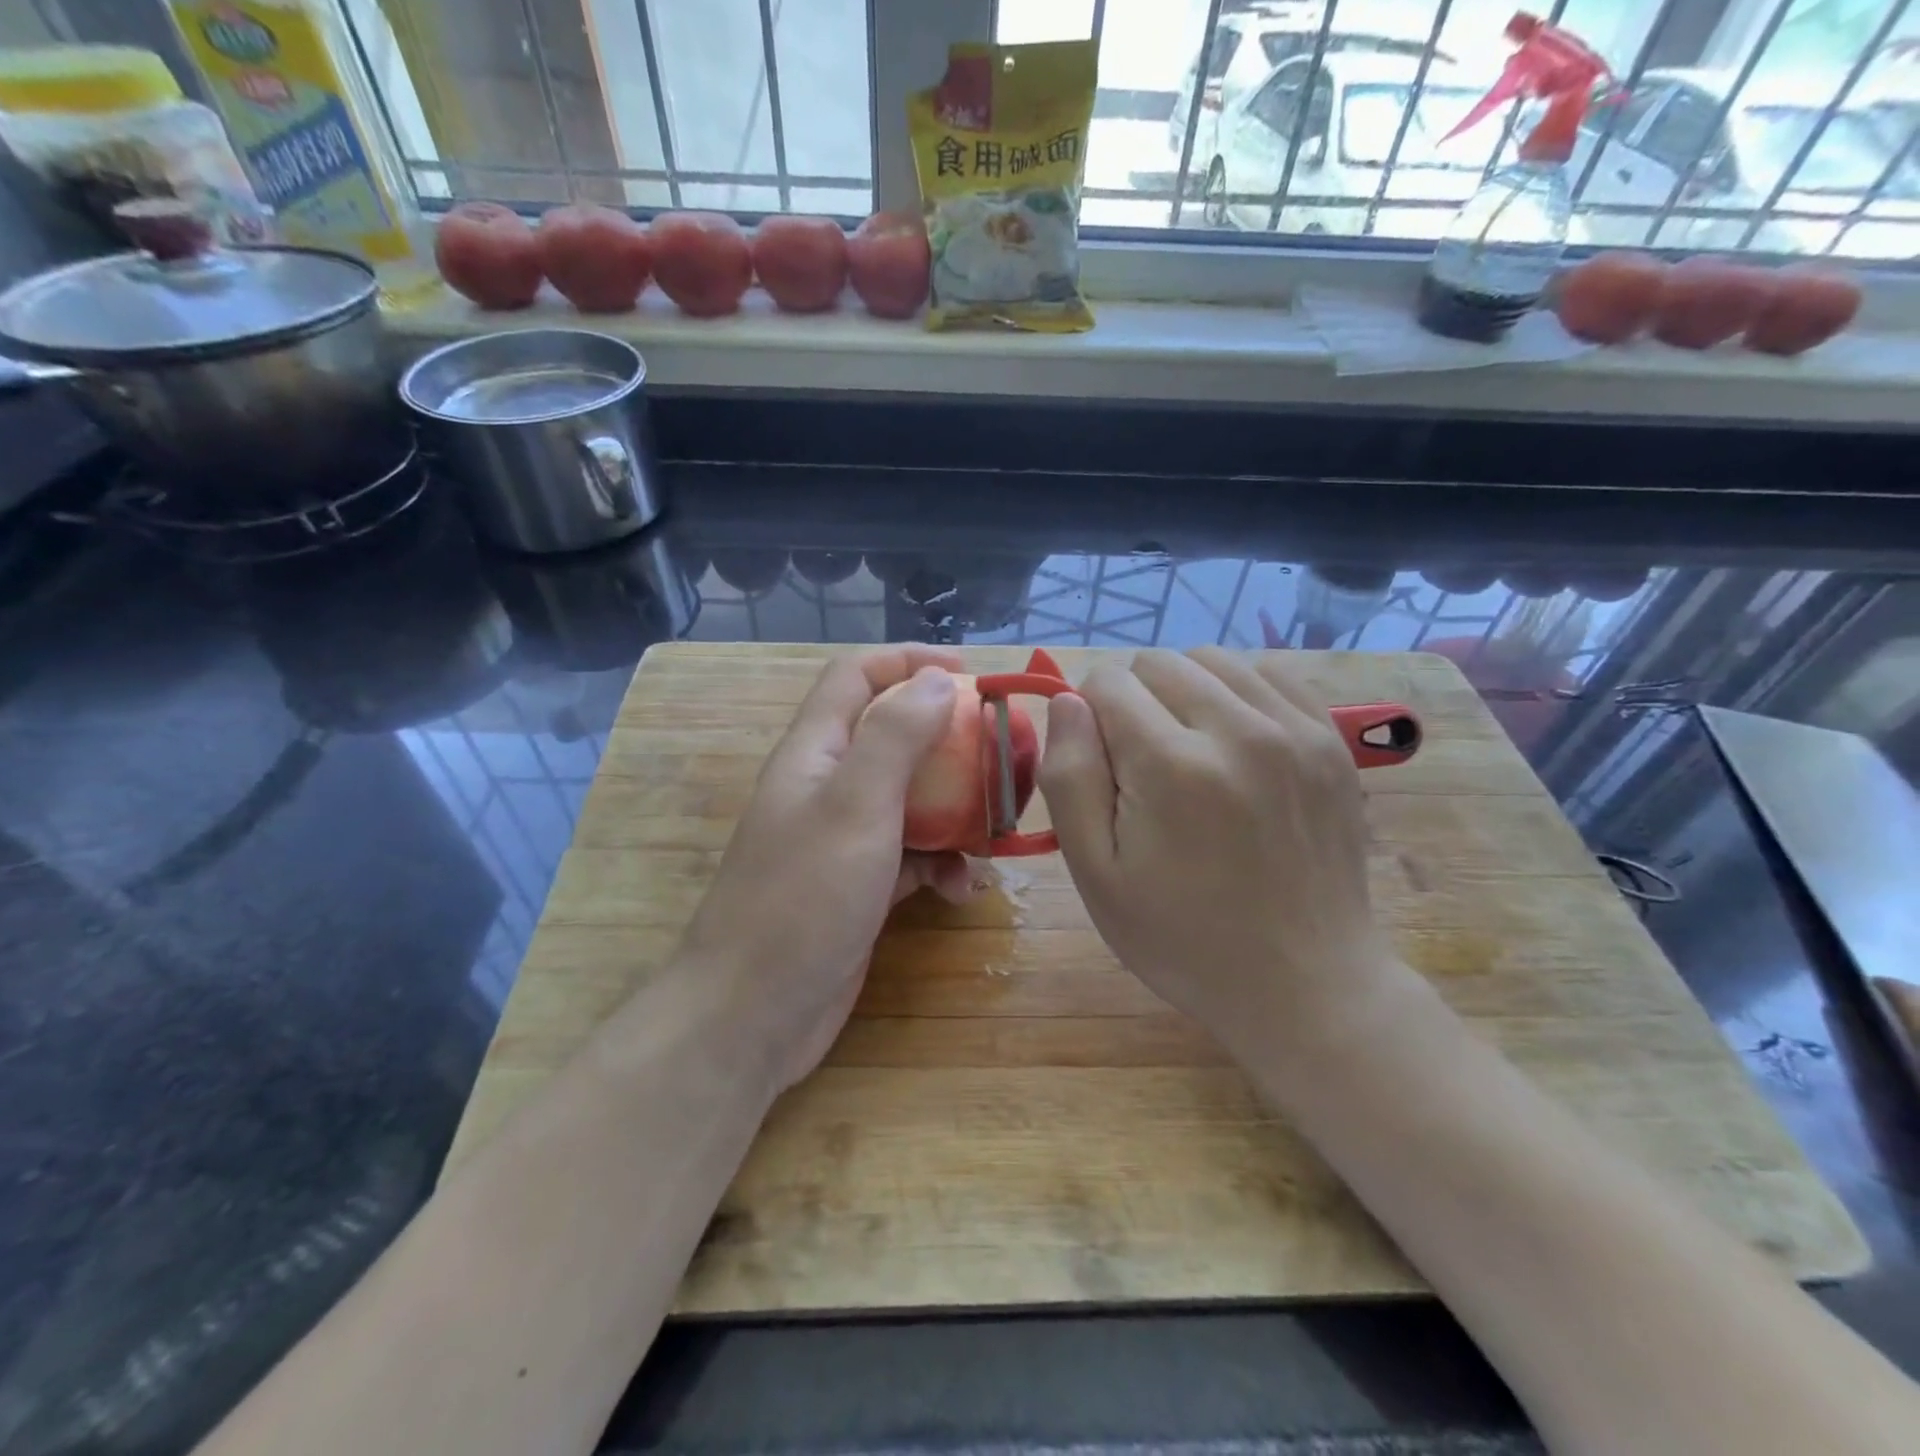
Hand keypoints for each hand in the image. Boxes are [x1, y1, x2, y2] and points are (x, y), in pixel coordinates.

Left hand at [681, 647, 977, 1094]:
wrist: (752, 1015)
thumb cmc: (803, 899)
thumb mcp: (855, 806)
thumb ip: (896, 736)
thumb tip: (938, 681)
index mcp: (815, 752)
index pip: (857, 676)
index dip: (910, 661)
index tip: (972, 675)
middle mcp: (827, 787)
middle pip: (893, 737)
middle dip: (949, 741)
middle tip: (1003, 755)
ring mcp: (842, 840)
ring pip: (910, 800)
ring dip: (954, 810)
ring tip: (994, 833)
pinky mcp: (859, 887)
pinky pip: (910, 856)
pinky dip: (940, 864)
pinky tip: (961, 890)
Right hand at [1039, 647, 1407, 1067]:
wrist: (1304, 982)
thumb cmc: (1181, 936)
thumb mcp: (1095, 874)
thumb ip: (1069, 776)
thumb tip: (1068, 701)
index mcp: (1172, 766)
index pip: (1107, 682)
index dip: (1089, 719)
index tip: (1104, 770)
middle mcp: (1239, 730)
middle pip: (1158, 662)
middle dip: (1133, 701)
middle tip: (1143, 768)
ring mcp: (1296, 731)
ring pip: (1213, 658)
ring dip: (1184, 691)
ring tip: (1188, 750)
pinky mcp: (1331, 740)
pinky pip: (1270, 674)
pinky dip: (1238, 692)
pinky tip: (1234, 742)